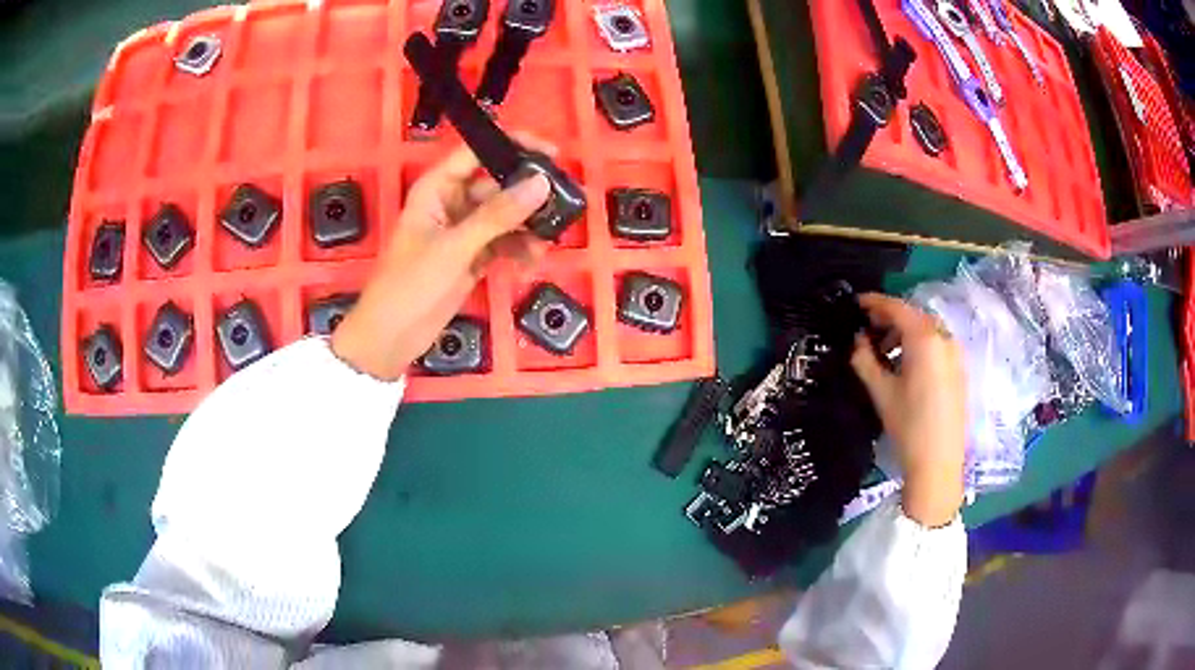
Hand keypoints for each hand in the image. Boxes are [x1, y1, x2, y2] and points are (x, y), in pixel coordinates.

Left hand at [331, 140, 551, 380]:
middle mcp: (452, 203)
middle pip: (497, 186)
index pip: (477, 153)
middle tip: (562, 204)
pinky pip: (503, 243)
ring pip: (505, 217)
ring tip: (547, 241)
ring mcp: (463, 231)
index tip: (551, 153)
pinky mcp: (472, 257)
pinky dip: (518, 250)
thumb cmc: (411, 283)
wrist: (392, 336)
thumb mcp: (455, 246)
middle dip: (528, 196)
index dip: (512, 146)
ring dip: (527, 227)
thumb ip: (498, 214)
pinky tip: (530, 262)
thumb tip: (541, 183)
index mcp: (437, 188)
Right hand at [850, 293, 966, 527]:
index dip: (874, 302)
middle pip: (913, 315)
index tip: (855, 304)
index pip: (896, 307)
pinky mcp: (959, 369)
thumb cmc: (908, 425)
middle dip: (889, 319)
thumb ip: (864, 359)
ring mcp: (955, 353)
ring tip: (884, 353)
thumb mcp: (880, 391)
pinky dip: (918, 345)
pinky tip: (905, 365)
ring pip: (926, 330)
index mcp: (924, 338)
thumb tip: (856, 340)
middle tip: (866, 331)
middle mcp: (944, 338)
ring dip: (903, 333)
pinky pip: (936, 344)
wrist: (938, 462)